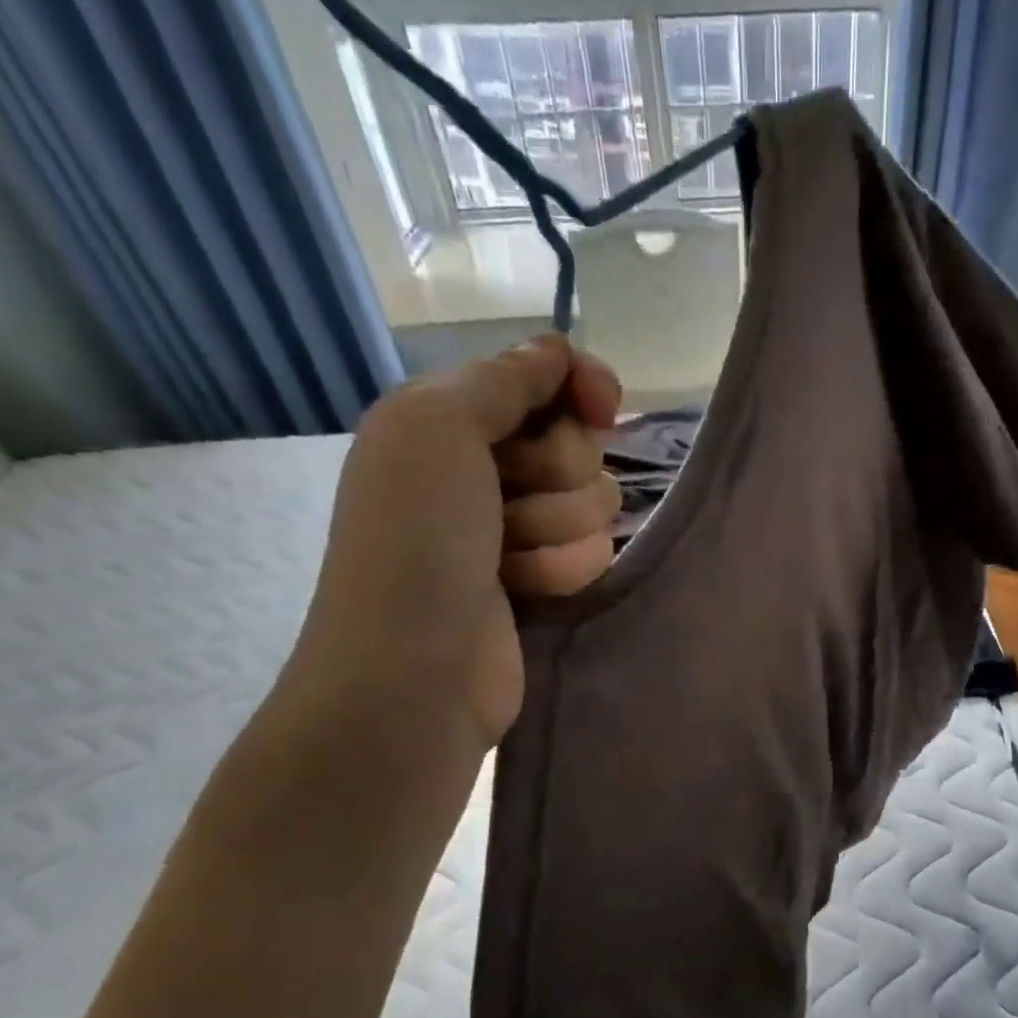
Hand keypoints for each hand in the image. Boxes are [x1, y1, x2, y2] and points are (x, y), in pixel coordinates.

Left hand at [287, 335, 621, 746]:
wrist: (416, 669)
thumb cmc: (416, 541)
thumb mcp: (437, 429)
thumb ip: (504, 379)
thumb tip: (557, 348)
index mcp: (451, 419)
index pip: (545, 378)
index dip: (579, 385)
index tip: (600, 406)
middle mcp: (487, 467)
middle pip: (579, 444)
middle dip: (555, 475)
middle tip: (506, 503)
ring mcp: (519, 527)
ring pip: (595, 502)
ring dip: (557, 531)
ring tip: (506, 561)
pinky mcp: (546, 577)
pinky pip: (593, 552)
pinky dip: (562, 570)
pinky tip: (523, 592)